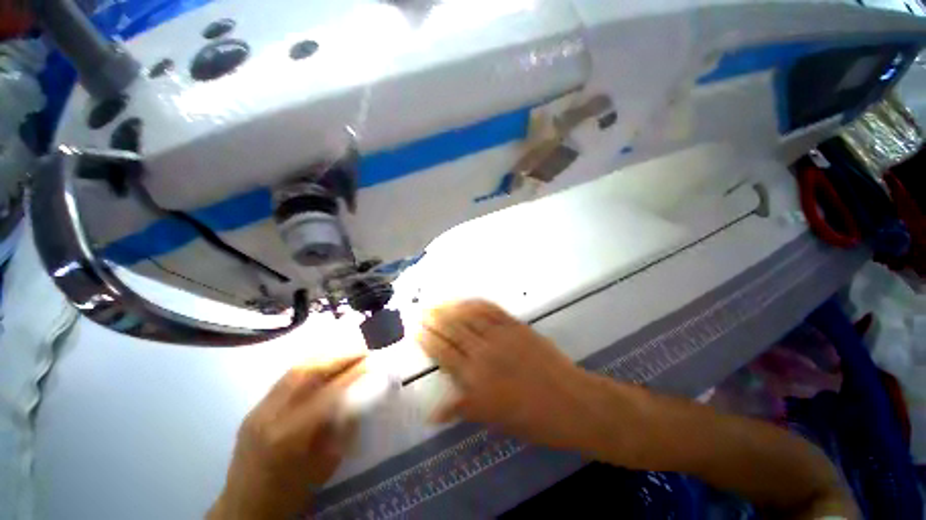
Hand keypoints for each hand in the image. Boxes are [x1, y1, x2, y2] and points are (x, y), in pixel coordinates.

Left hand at [209, 356, 364, 519]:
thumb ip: (342, 428)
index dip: (353, 374)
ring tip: (347, 353)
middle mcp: (271, 415)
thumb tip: (360, 395)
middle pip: (307, 372)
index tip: (373, 362)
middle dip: (339, 357)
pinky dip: (310, 366)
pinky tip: (324, 365)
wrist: (244, 509)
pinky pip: (286, 378)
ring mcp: (259, 410)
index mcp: (290, 435)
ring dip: (325, 357)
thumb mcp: (325, 465)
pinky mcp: (254, 408)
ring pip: (294, 370)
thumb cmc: (290, 494)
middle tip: (362, 351)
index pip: (328, 393)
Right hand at [418, 300, 609, 449]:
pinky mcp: (515, 325)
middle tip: (420, 309)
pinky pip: (491, 310)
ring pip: (468, 316)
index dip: (427, 338)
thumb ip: (462, 407)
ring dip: (450, 307)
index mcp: (473, 378)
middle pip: (451, 329)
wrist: (568, 401)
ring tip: (436, 301)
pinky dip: (475, 304)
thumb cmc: (530, 418)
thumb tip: (433, 412)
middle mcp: (482, 352)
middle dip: (433, 318)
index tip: (415, 328)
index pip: (442, 352)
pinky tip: (466, 300)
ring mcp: (500, 335)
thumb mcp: (492, 418)